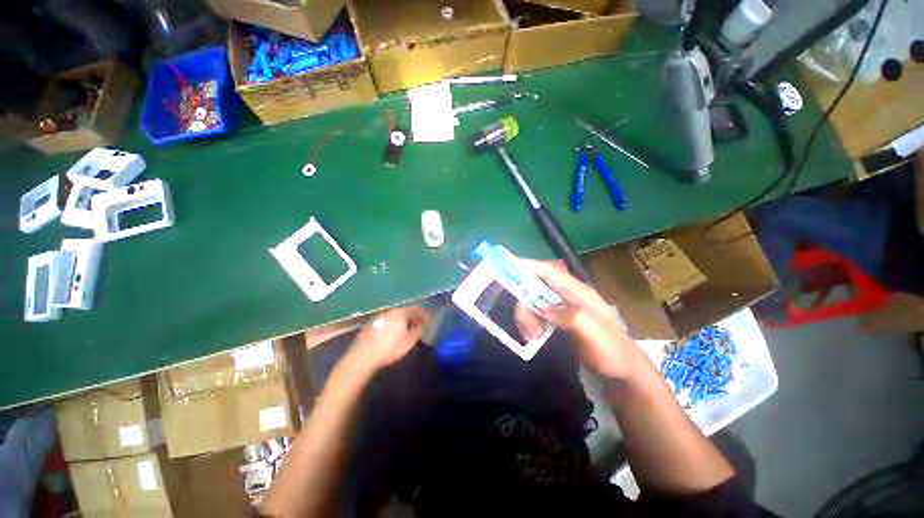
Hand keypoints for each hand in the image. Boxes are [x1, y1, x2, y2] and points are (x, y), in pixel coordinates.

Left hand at [346, 306, 428, 372]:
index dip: (423, 315)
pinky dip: (392, 324)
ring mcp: (378, 317)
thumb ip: (417, 331)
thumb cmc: (390, 348)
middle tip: (418, 325)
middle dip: (412, 317)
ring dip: (402, 321)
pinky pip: (386, 321)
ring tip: (405, 330)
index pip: (416, 309)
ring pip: (394, 316)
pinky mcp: (370, 324)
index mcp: (401, 313)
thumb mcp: (409, 342)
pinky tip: (391, 334)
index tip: (427, 322)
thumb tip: (420, 325)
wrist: (363, 356)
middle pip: (404, 311)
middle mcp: (390, 311)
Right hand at [514, 260, 636, 378]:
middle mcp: (567, 294)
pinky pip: (536, 312)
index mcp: (578, 292)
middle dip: (525, 303)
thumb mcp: (594, 335)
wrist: (622, 370)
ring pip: (533, 300)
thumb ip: (570, 317)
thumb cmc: (612, 352)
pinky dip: (530, 321)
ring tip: (531, 335)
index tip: (508, 268)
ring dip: (527, 315)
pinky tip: (533, 335)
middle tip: (526, 328)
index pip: (549, 271)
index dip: (528, 267)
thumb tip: (544, 308)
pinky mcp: (558, 317)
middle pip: (536, 286)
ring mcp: (562, 305)